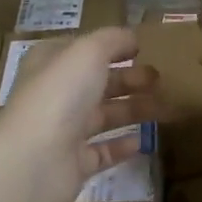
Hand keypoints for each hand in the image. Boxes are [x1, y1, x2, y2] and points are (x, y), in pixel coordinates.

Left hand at [0, 28, 159, 201]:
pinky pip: (104, 151)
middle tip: (161, 79)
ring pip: (104, 116)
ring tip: (166, 107)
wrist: (35, 160)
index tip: (141, 48)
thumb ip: (112, 39)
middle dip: (129, 79)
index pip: (81, 49)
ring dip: (133, 110)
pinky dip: (124, 145)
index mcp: (50, 64)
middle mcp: (54, 95)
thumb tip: (132, 37)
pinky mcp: (74, 163)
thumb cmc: (60, 95)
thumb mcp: (88, 52)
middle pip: (97, 83)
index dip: (109, 46)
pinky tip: (145, 140)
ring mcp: (63, 131)